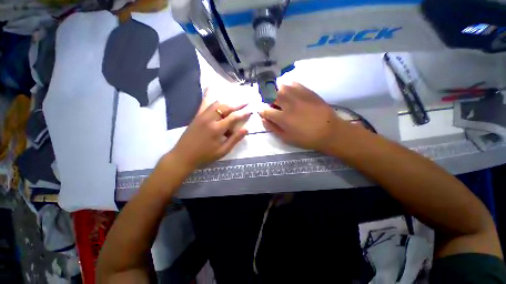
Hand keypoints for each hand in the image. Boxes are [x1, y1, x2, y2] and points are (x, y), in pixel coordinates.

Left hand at [171, 101, 251, 169]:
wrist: (183, 156)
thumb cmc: (205, 156)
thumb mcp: (223, 151)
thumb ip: (235, 139)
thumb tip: (246, 129)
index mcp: (217, 129)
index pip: (233, 117)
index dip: (243, 113)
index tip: (251, 110)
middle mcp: (210, 119)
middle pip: (226, 107)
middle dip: (237, 103)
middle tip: (246, 101)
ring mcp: (202, 116)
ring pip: (216, 103)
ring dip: (227, 101)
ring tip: (235, 100)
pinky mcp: (196, 116)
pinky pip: (204, 103)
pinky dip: (210, 96)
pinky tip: (211, 88)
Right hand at [259, 83, 346, 152]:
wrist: (329, 131)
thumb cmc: (306, 138)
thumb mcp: (286, 138)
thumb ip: (272, 128)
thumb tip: (263, 119)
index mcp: (283, 118)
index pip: (265, 110)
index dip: (261, 111)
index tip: (263, 112)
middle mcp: (289, 104)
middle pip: (271, 94)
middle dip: (267, 98)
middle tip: (270, 103)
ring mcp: (299, 96)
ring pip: (281, 86)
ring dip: (276, 91)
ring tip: (279, 97)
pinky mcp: (308, 92)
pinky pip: (294, 83)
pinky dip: (288, 86)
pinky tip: (289, 91)